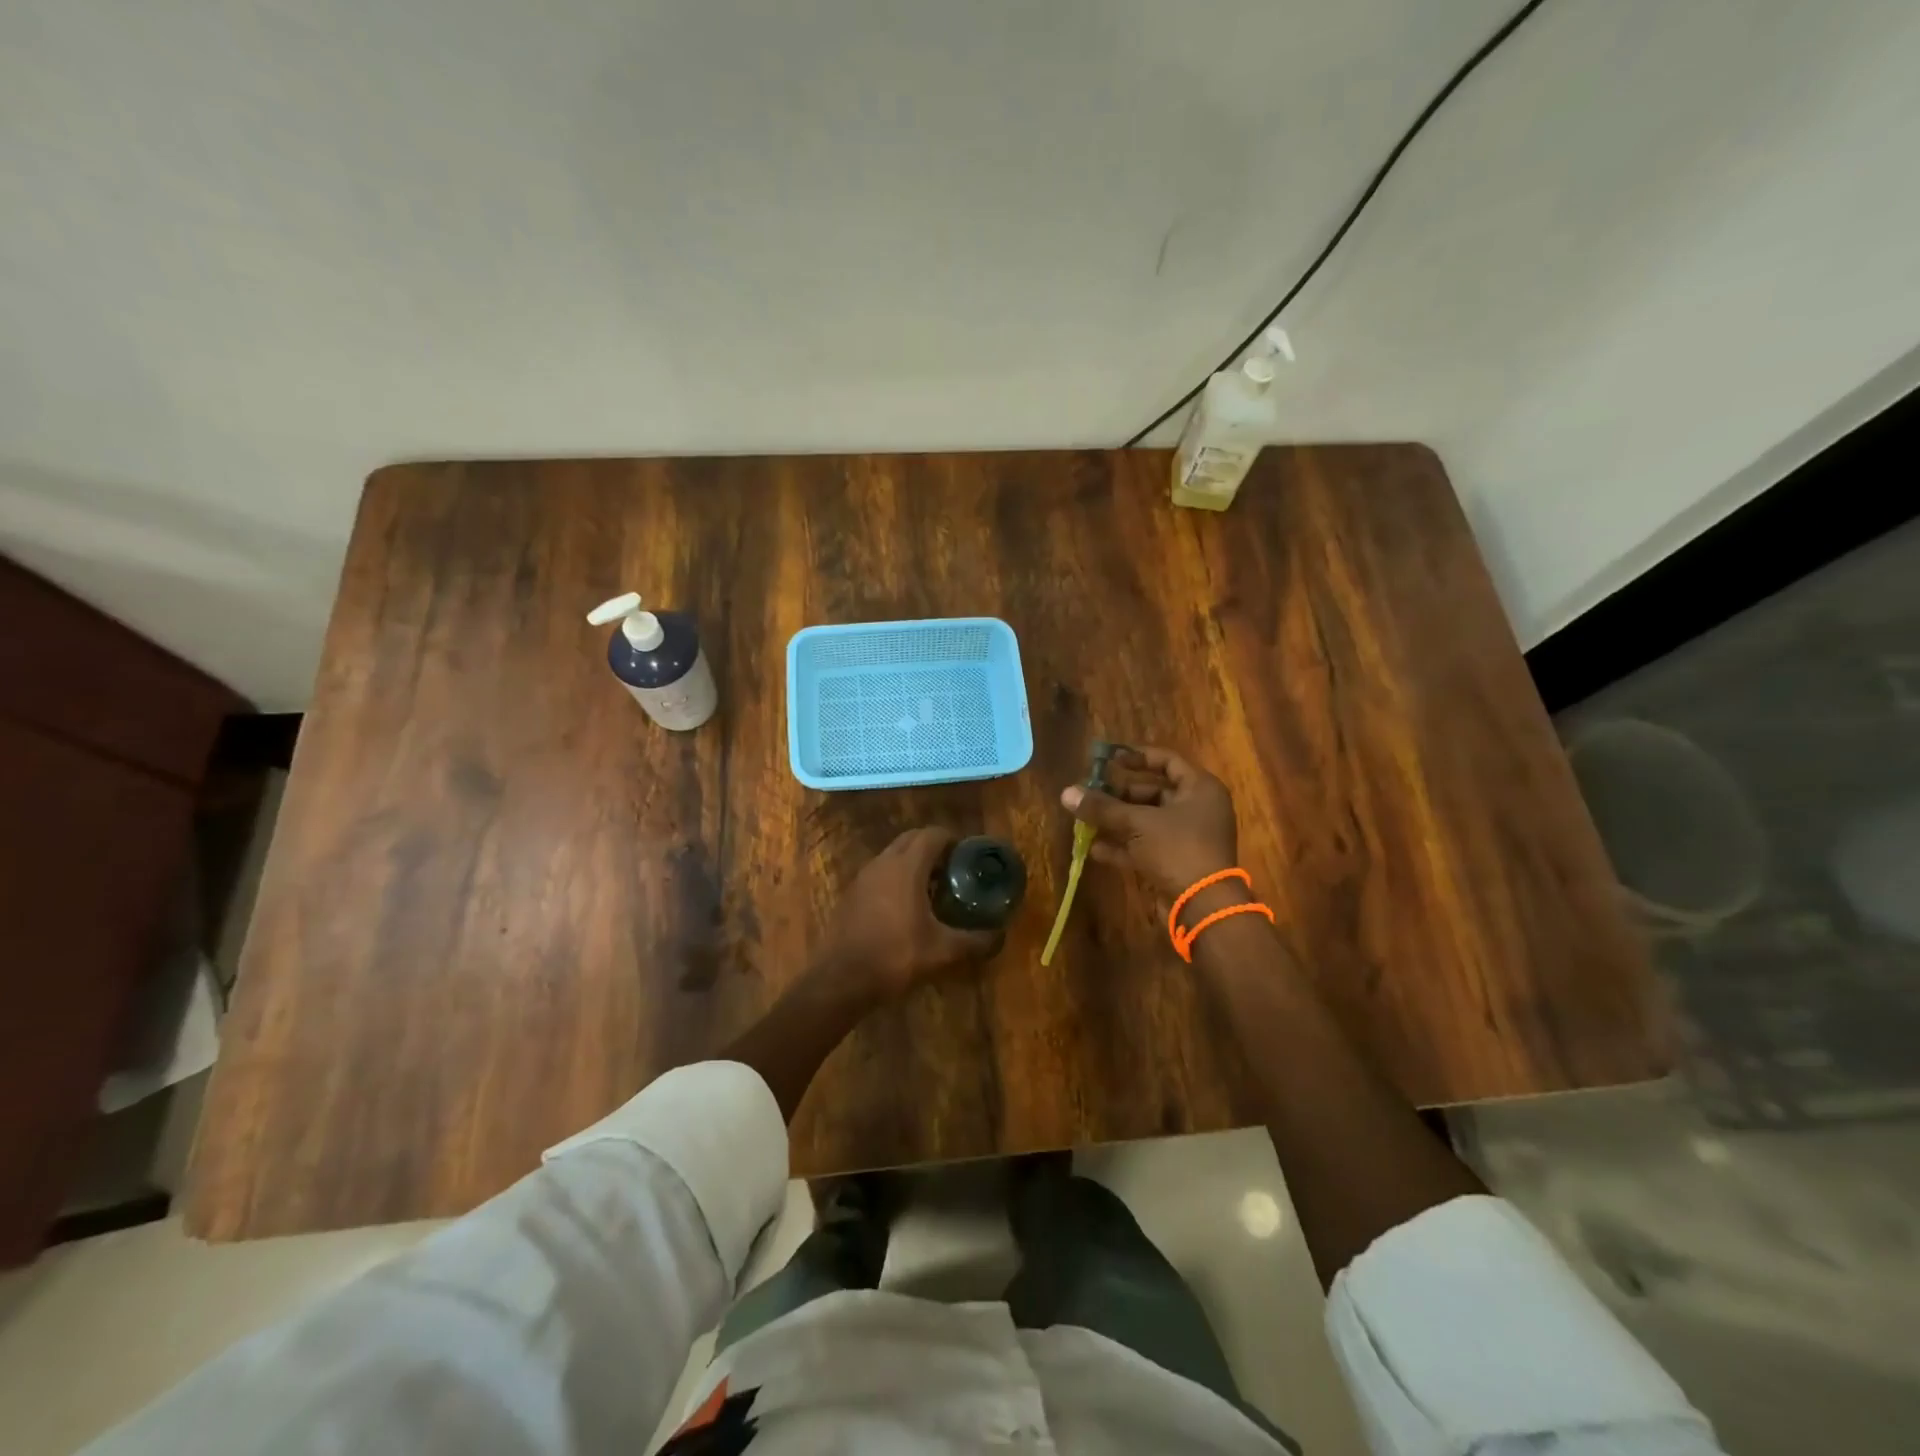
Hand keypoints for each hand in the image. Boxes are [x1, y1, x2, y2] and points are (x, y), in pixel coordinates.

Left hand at [824, 828, 998, 996]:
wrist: (840, 979)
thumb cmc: (895, 957)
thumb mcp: (942, 951)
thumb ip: (974, 940)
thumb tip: (999, 936)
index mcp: (906, 867)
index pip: (932, 834)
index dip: (953, 840)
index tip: (968, 856)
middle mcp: (883, 862)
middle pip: (912, 839)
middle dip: (933, 847)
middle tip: (953, 869)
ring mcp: (863, 876)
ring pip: (893, 854)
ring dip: (913, 861)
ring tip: (933, 888)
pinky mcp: (851, 893)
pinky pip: (879, 872)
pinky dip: (895, 877)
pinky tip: (905, 906)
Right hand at [1060, 746, 1239, 905]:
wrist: (1203, 905)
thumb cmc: (1177, 849)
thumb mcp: (1137, 823)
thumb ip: (1102, 807)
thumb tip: (1066, 792)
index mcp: (1200, 789)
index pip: (1167, 761)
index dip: (1137, 757)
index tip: (1109, 758)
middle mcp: (1197, 809)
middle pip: (1153, 792)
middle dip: (1119, 793)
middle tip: (1090, 791)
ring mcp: (1187, 837)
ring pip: (1146, 821)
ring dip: (1117, 820)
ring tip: (1086, 818)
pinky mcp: (1176, 862)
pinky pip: (1146, 846)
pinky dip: (1124, 846)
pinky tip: (1095, 848)